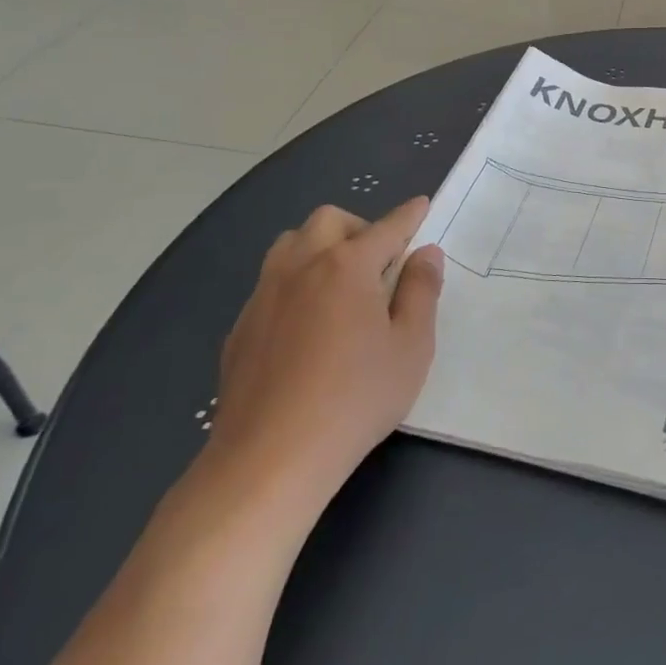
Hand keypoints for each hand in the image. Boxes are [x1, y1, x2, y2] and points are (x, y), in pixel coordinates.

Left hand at [205, 201, 441, 508]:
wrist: (269, 459)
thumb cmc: (356, 398)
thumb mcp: (411, 346)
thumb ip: (421, 291)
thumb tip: (426, 254)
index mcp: (347, 266)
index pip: (387, 227)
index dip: (409, 215)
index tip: (421, 205)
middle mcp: (301, 267)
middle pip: (329, 221)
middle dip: (359, 227)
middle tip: (380, 263)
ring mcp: (264, 296)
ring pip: (290, 245)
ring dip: (319, 248)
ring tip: (340, 285)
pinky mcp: (240, 328)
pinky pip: (270, 283)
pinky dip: (295, 283)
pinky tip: (307, 326)